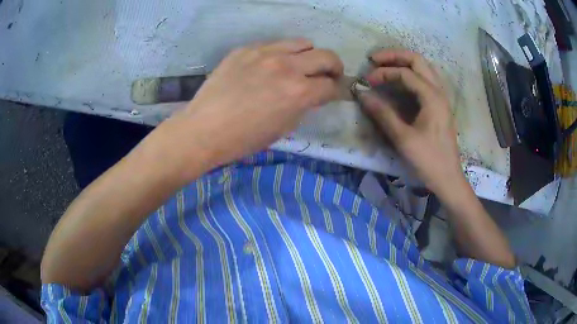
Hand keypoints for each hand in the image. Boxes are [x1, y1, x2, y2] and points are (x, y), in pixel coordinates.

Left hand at [166, 38, 342, 171]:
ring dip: (308, 55)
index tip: (334, 93)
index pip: (332, 86)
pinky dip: (281, 53)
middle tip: (328, 76)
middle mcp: (287, 66)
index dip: (337, 91)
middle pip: (326, 56)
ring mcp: (265, 53)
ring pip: (302, 43)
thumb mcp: (282, 128)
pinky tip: (269, 66)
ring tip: (299, 66)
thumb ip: (303, 105)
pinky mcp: (246, 49)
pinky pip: (274, 44)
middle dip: (334, 67)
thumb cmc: (243, 139)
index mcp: (299, 92)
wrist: (203, 129)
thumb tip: (313, 94)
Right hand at [359, 50, 461, 192]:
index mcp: (432, 97)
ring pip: (424, 68)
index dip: (384, 73)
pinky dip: (411, 74)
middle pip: (418, 60)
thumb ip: (383, 114)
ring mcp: (441, 97)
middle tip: (374, 59)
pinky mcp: (439, 105)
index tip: (367, 81)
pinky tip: (400, 81)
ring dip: (404, 62)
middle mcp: (439, 91)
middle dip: (395, 56)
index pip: (405, 73)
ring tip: (385, 65)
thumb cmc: (428, 160)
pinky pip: (425, 79)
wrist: (448, 178)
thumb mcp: (404, 138)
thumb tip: (362, 95)